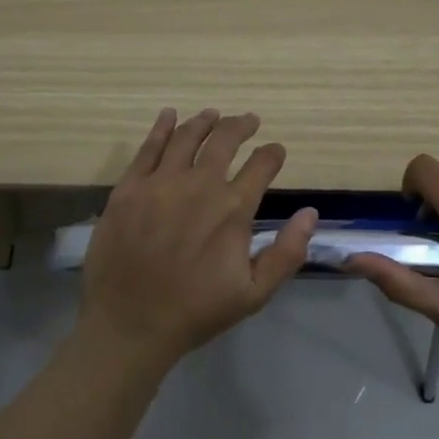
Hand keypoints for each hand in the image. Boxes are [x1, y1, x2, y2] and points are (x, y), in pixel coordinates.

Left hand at [79, 108, 317, 368]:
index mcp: (232, 209)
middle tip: (248, 120)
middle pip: (224, 140)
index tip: (276, 150)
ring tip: (213, 115)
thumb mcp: (254, 293)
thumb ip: (286, 253)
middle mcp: (198, 185)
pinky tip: (169, 116)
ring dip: (204, 122)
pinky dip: (162, 128)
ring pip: (187, 137)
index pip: (261, 166)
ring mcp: (159, 183)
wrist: (130, 323)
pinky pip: (148, 148)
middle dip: (241, 126)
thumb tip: (310, 213)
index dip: (272, 154)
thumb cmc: (195, 311)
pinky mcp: (128, 188)